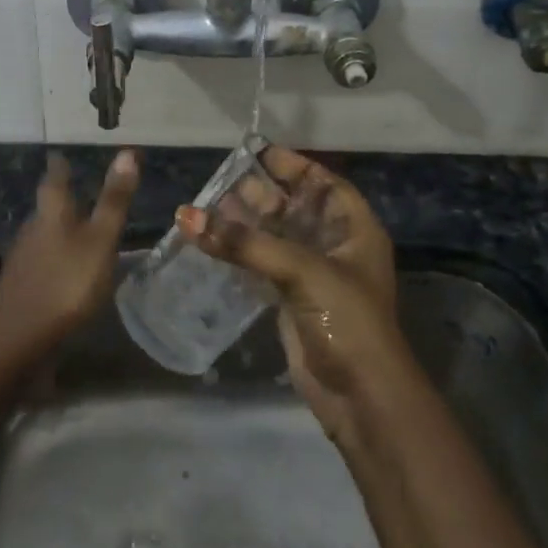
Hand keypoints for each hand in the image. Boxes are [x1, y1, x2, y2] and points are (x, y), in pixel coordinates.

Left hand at [0, 150, 138, 353]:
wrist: (20, 336)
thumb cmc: (68, 282)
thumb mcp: (100, 240)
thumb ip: (113, 201)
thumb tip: (127, 152)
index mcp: (51, 214)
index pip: (55, 180)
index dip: (60, 167)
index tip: (60, 156)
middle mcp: (31, 229)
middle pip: (45, 209)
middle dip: (60, 201)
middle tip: (75, 195)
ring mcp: (21, 259)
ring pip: (41, 236)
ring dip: (56, 232)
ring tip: (74, 234)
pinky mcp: (18, 286)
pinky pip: (38, 263)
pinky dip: (52, 260)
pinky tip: (62, 272)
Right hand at [177, 147, 410, 438]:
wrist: (360, 395)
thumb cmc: (345, 319)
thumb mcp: (301, 270)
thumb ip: (245, 242)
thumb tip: (186, 216)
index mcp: (354, 229)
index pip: (323, 183)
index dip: (293, 166)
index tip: (257, 151)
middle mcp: (335, 246)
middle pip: (294, 208)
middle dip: (261, 194)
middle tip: (220, 180)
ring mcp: (312, 275)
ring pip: (275, 237)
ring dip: (245, 224)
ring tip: (206, 207)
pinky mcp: (292, 300)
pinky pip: (262, 265)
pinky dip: (240, 253)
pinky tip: (211, 243)